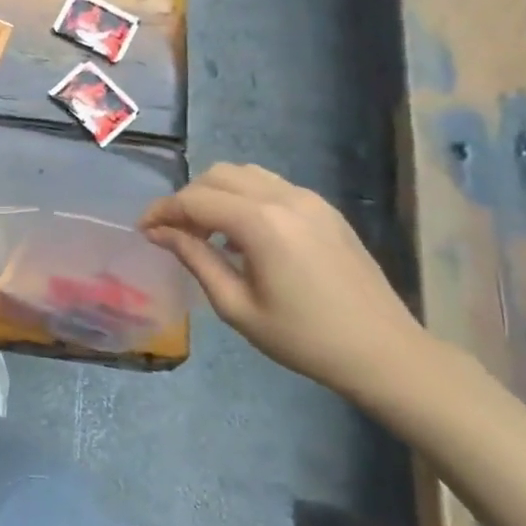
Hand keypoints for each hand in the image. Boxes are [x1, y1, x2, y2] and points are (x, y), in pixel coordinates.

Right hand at [140, 164, 442, 399]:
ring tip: (205, 231)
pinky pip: (271, 187)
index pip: (195, 200)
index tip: (142, 231)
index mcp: (261, 223)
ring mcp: (309, 199)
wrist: (383, 351)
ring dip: (215, 193)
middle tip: (172, 233)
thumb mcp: (236, 306)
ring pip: (245, 174)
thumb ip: (195, 259)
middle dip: (187, 198)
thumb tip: (159, 233)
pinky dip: (244, 198)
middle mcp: (284, 197)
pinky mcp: (324, 209)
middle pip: (217, 176)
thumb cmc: (303, 338)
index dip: (162, 211)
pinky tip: (241, 236)